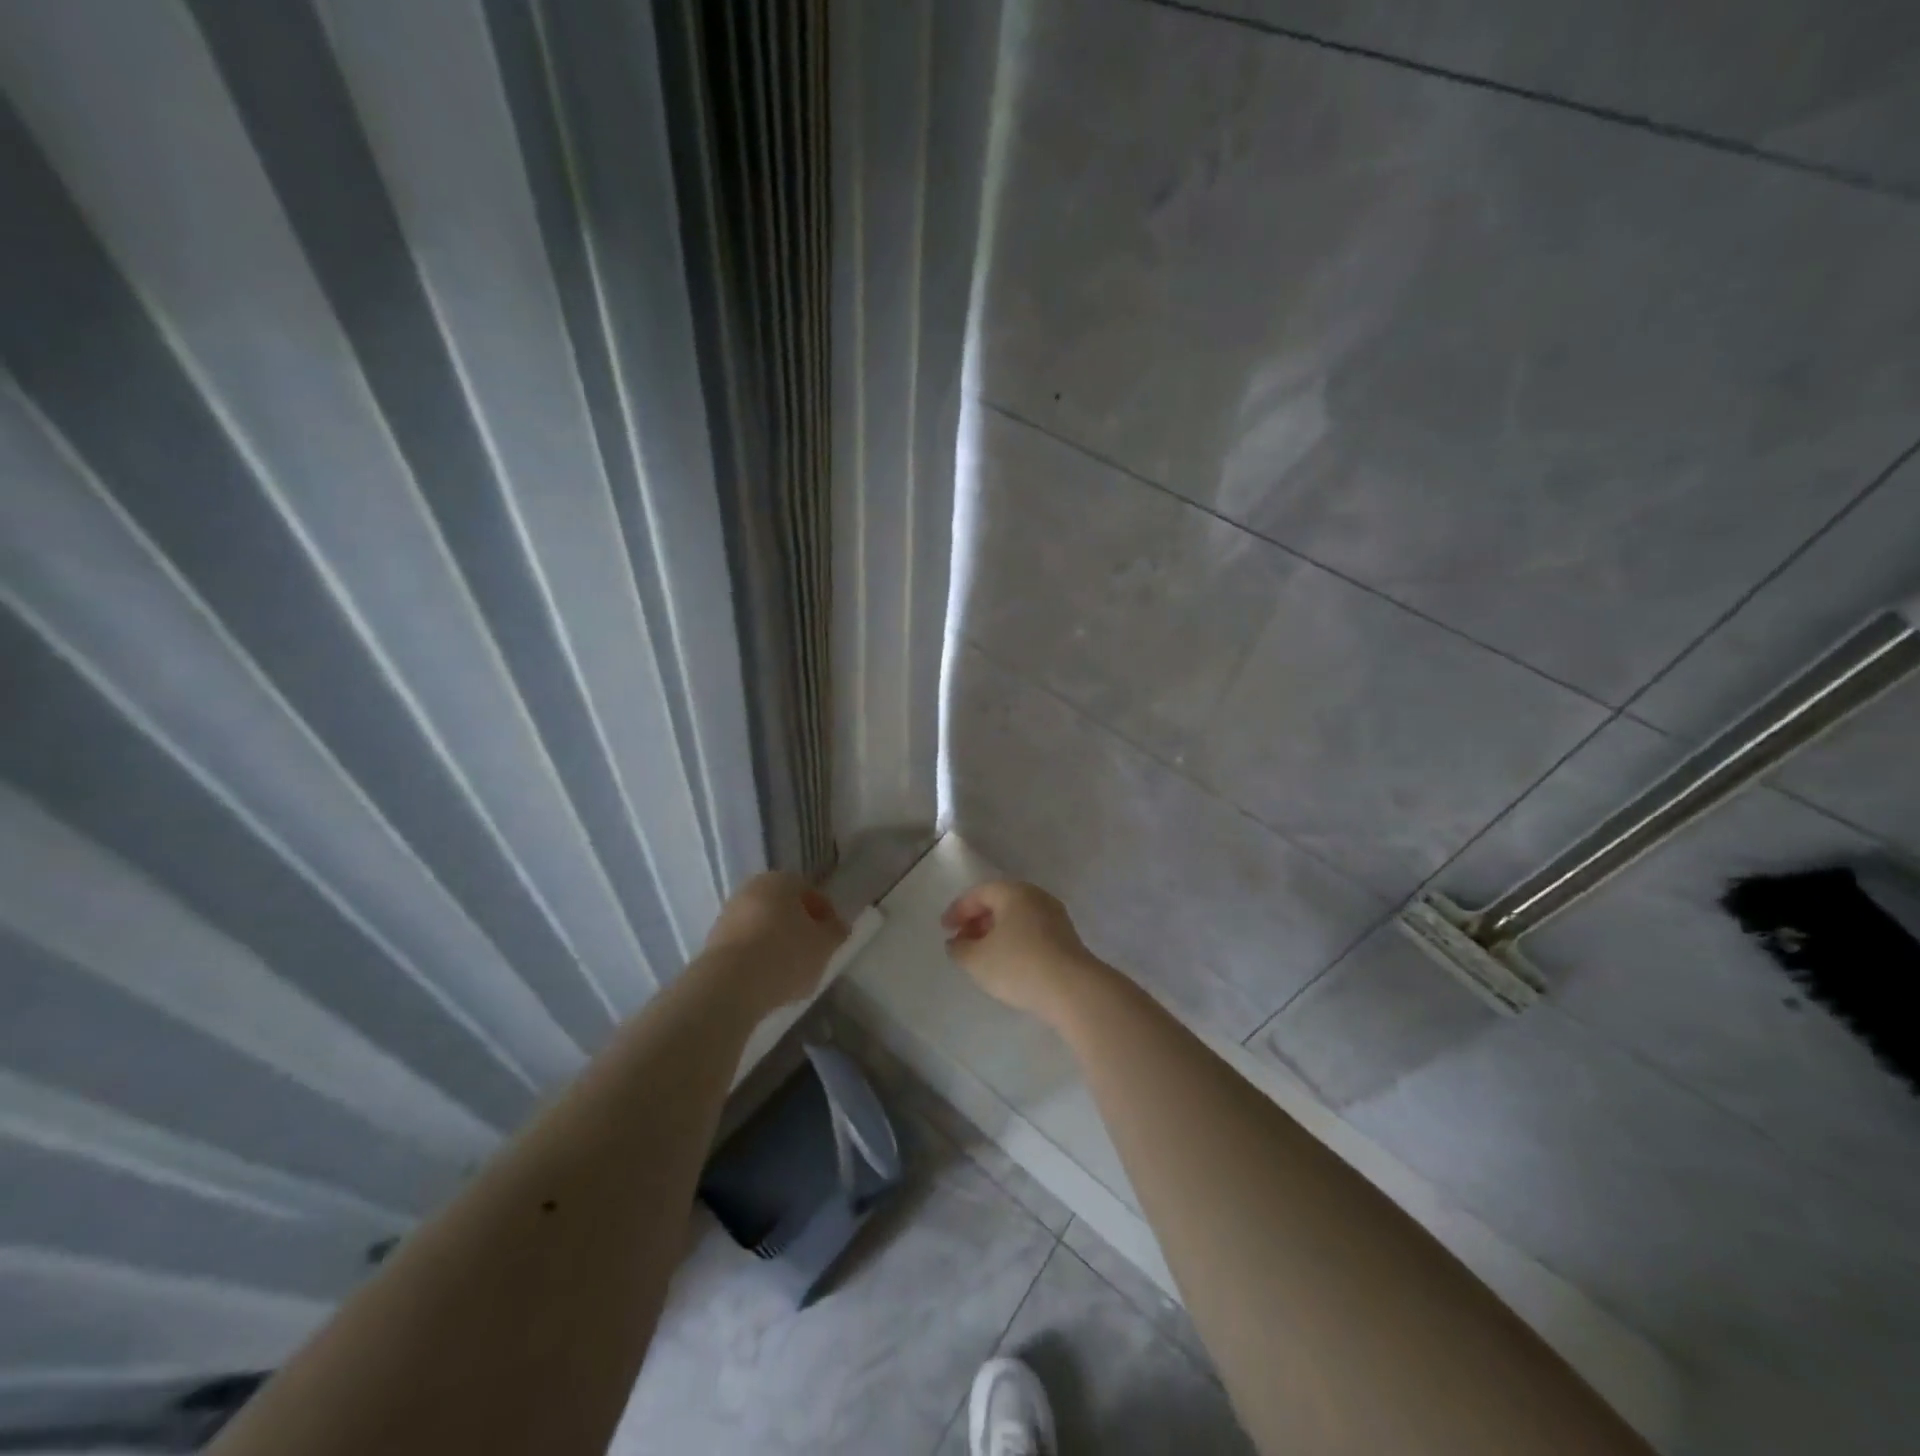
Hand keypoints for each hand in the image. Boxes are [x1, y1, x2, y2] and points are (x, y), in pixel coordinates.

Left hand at [703, 872, 848, 1011]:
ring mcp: (729, 915)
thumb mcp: (825, 944)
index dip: (825, 915)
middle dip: (799, 928)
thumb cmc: (786, 953)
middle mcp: (752, 889)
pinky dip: (759, 958)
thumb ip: (835, 932)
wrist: (730, 984)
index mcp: (781, 879)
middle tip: (813, 954)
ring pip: (764, 927)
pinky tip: (768, 980)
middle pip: (784, 908)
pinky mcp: (714, 942)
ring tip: (791, 973)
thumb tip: (836, 927)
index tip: (832, 938)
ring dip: (778, 944)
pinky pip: (747, 946)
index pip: (810, 891)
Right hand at [941, 880, 1102, 1026]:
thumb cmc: (1018, 966)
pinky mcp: (1066, 938)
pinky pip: (1032, 931)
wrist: (1073, 989)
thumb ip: (959, 948)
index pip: (979, 893)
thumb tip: (956, 942)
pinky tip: (1008, 963)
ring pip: (1017, 918)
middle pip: (1000, 902)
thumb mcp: (976, 960)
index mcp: (1014, 892)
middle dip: (977, 920)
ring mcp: (1055, 916)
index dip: (958, 910)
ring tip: (982, 954)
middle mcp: (1036, 897)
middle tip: (962, 940)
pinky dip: (1014, 941)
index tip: (944, 929)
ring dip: (996, 932)